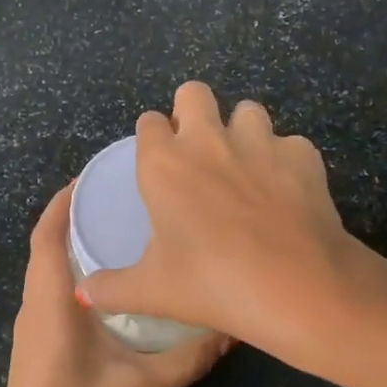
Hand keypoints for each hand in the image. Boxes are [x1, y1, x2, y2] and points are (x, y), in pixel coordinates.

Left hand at [0, 182, 230, 386]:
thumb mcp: (144, 386)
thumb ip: (190, 356)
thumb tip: (232, 328)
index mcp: (50, 302)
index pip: (47, 235)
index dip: (63, 202)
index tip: (91, 176)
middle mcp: (33, 307)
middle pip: (46, 247)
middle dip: (74, 217)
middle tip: (117, 199)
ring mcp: (30, 329)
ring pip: (46, 272)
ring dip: (72, 246)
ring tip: (116, 232)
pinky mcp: (34, 348)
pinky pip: (49, 293)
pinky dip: (70, 274)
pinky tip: (107, 286)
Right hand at [74, 82, 369, 357]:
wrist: (296, 287)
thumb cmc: (212, 284)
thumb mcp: (153, 292)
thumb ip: (111, 288)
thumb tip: (85, 293)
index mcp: (165, 164)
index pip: (148, 122)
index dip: (152, 136)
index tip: (158, 161)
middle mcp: (209, 141)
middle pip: (193, 92)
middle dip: (192, 110)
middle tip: (198, 150)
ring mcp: (260, 142)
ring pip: (247, 110)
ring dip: (242, 131)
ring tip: (246, 168)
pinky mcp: (302, 154)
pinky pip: (289, 144)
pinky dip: (285, 162)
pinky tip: (287, 193)